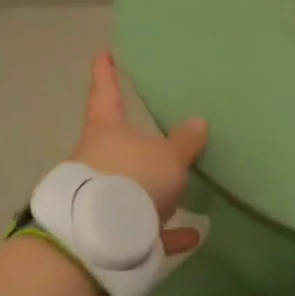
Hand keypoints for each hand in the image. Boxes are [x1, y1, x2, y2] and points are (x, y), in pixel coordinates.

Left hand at [70, 52, 207, 255]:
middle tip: (160, 138)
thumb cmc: (133, 179)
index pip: (105, 93)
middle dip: (137, 144)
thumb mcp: (169, 156)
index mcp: (106, 130)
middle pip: (117, 144)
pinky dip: (165, 232)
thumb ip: (185, 140)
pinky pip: (142, 228)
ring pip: (129, 188)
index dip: (106, 74)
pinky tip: (193, 235)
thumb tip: (197, 123)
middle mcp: (96, 160)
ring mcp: (100, 198)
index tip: (104, 55)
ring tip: (183, 192)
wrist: (100, 240)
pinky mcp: (109, 232)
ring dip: (154, 191)